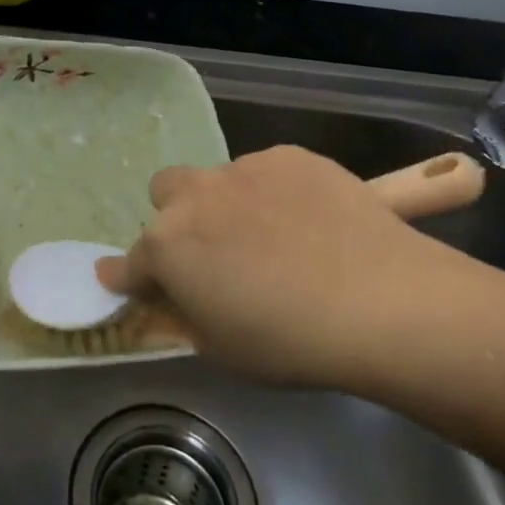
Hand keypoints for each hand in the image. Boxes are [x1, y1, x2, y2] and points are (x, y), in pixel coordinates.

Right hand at [97, 145, 459, 388]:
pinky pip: (267, 172)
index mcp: (168, 246)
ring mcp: (244, 168)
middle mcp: (196, 196)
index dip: (127, 276)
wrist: (376, 298)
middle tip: (211, 252)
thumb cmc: (289, 341)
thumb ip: (187, 314)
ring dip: (230, 205)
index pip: (130, 261)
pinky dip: (275, 193)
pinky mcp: (289, 155)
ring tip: (277, 239)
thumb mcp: (222, 348)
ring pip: (220, 180)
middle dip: (176, 218)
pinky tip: (310, 222)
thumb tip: (175, 297)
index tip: (128, 281)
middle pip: (165, 192)